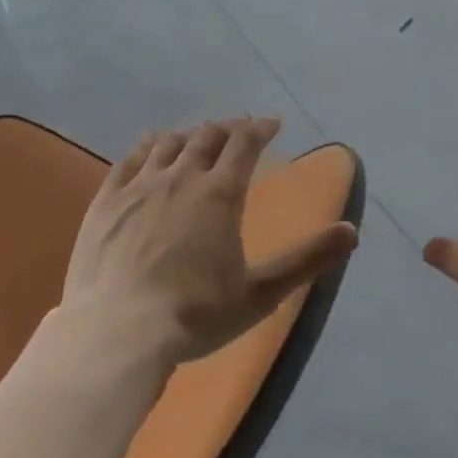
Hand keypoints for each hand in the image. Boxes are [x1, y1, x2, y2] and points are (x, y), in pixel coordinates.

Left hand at [60, 117, 357, 368]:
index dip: (260, 128)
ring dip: (190, 135)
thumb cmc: (195, 314)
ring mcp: (139, 186)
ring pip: (169, 144)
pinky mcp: (106, 202)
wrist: (116, 334)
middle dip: (228, 129)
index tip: (271, 123)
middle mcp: (181, 177)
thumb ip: (307, 260)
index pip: (245, 144)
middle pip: (207, 137)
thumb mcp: (261, 293)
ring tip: (199, 137)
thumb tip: (352, 231)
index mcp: (220, 193)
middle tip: (239, 130)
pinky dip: (147, 146)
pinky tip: (151, 145)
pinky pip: (129, 159)